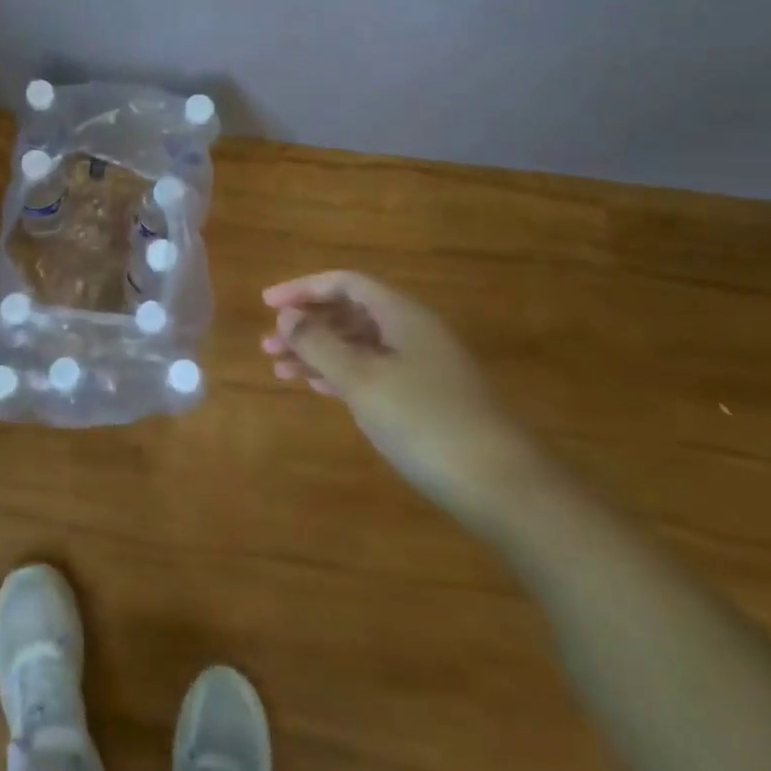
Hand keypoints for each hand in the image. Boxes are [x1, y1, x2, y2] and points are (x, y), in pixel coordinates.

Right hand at [263, 271, 539, 525]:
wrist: (503, 488)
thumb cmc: (425, 422)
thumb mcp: (362, 380)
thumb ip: (319, 344)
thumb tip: (287, 316)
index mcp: (402, 314)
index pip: (345, 283)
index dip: (303, 289)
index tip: (267, 304)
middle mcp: (412, 331)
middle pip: (350, 313)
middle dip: (307, 325)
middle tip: (268, 345)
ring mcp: (422, 366)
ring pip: (358, 345)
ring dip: (319, 352)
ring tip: (280, 369)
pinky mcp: (426, 399)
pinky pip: (372, 371)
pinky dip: (340, 375)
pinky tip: (317, 387)